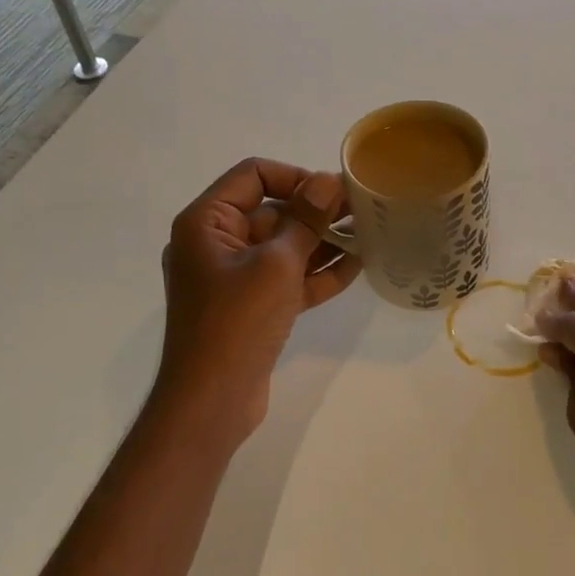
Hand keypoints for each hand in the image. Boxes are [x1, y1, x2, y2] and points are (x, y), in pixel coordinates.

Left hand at [155, 158, 359, 437]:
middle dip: (316, 212)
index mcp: (206, 222)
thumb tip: (328, 181)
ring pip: (283, 248)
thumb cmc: (237, 321)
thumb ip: (305, 220)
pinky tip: (356, 266)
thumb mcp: (276, 264)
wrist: (212, 399)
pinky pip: (285, 279)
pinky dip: (315, 273)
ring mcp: (233, 279)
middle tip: (363, 212)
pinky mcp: (251, 308)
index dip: (295, 177)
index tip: (334, 192)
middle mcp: (215, 244)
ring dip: (322, 242)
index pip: (252, 176)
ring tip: (368, 235)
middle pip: (271, 212)